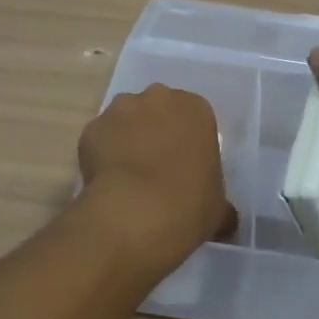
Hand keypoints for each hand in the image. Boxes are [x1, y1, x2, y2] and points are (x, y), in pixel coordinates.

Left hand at [76, 85, 236, 276]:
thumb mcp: (218, 207)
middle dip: (155, 131)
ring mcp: (120, 109)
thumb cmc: (190, 203)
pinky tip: (107, 181)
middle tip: (156, 167)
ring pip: (125, 120)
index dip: (187, 140)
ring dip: (126, 139)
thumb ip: (222, 205)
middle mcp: (157, 97)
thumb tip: (227, 221)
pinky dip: (101, 154)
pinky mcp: (91, 128)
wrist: (137, 213)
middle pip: (157, 110)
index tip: (184, 166)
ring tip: (128, 176)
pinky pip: (99, 138)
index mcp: (195, 108)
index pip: (193, 117)